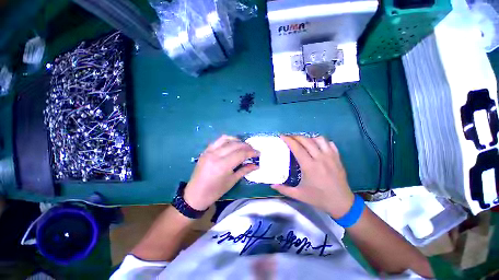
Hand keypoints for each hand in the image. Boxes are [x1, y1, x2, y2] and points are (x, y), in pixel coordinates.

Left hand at [183, 135, 259, 210]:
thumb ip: (244, 170)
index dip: (251, 152)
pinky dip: (228, 140)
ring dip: (238, 141)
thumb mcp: (232, 181)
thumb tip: (256, 165)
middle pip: (235, 145)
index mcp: (222, 165)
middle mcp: (216, 155)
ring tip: (244, 145)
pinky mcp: (205, 151)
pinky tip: (233, 143)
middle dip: (246, 146)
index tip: (258, 153)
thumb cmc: (215, 191)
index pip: (241, 154)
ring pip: (227, 139)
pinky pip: (218, 140)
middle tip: (253, 149)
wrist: (195, 194)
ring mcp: (209, 151)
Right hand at [271, 135, 354, 218]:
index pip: (297, 148)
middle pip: (306, 140)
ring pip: (319, 139)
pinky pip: (329, 144)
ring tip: (303, 141)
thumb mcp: (299, 195)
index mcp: (309, 166)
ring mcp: (330, 157)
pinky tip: (317, 145)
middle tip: (289, 137)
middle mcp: (320, 158)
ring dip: (309, 138)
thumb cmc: (319, 198)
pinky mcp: (338, 158)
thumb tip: (272, 185)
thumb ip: (284, 189)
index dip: (288, 140)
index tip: (282, 136)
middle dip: (296, 136)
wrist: (342, 203)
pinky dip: (322, 141)